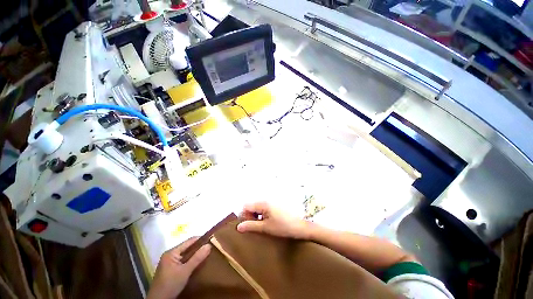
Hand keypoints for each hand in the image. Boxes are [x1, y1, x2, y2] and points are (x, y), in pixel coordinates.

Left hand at [147, 237, 210, 298]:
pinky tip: (198, 263)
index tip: (211, 239)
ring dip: (195, 255)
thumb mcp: (185, 271)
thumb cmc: (170, 284)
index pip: (189, 241)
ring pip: (186, 255)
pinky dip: (191, 261)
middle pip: (187, 248)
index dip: (200, 239)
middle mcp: (170, 255)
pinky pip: (184, 261)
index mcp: (171, 252)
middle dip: (198, 248)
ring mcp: (170, 263)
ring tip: (206, 254)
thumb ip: (197, 258)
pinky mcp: (171, 270)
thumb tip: (209, 245)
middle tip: (211, 247)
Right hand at [237, 202, 310, 239]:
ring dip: (256, 216)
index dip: (244, 215)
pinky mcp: (275, 206)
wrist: (300, 226)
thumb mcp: (265, 228)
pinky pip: (264, 209)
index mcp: (263, 204)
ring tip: (261, 226)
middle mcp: (266, 201)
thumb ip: (251, 226)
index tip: (247, 225)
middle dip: (250, 216)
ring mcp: (271, 203)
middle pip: (252, 206)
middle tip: (255, 227)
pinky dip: (262, 215)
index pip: (246, 206)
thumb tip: (238, 227)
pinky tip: (267, 223)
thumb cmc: (282, 227)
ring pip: (258, 208)